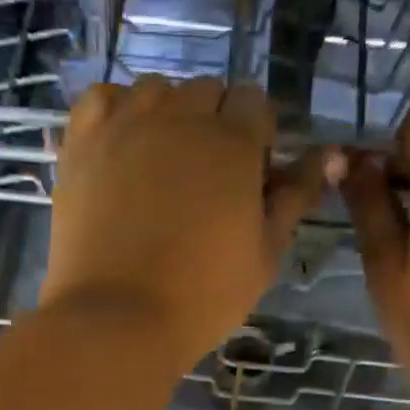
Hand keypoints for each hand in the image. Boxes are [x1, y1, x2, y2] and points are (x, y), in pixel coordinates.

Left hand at [40, 75, 331, 361]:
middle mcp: (179, 116)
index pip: (255, 102)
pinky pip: (101, 99)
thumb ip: (295, 197)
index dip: (257, 135)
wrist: (118, 319)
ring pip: (155, 90)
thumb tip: (329, 154)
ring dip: (167, 115)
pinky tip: (121, 146)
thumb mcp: (265, 254)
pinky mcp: (80, 144)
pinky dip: (117, 112)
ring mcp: (124, 125)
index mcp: (232, 142)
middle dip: (215, 124)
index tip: (249, 176)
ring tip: (161, 166)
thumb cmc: (202, 296)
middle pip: (207, 92)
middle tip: (206, 180)